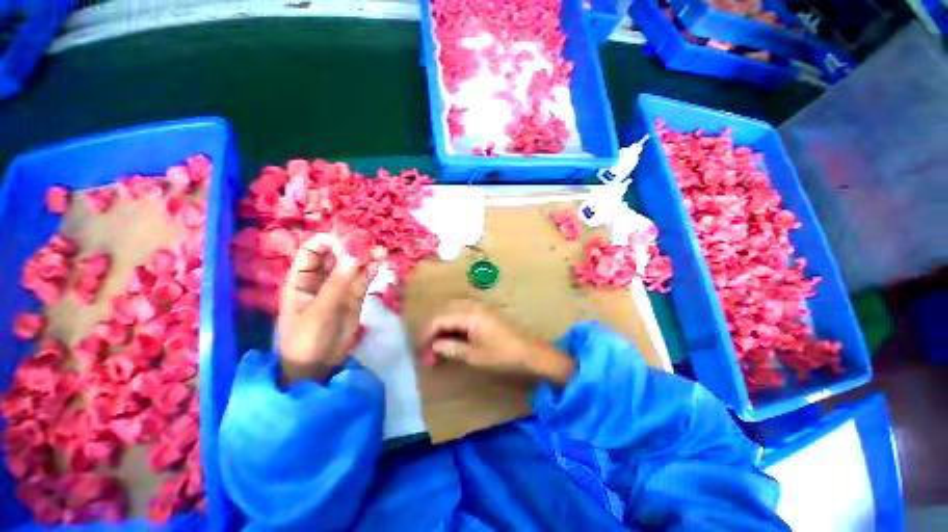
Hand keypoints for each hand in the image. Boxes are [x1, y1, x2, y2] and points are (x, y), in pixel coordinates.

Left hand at [277, 234, 379, 384]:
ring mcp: (339, 289)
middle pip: (335, 256)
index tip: (346, 238)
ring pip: (352, 267)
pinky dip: (372, 271)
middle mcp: (321, 280)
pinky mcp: (354, 298)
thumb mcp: (318, 312)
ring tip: (380, 250)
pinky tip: (380, 262)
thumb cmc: (306, 340)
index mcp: (301, 280)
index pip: (311, 251)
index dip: (327, 241)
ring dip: (365, 258)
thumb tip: (354, 257)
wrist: (317, 368)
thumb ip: (337, 285)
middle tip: (368, 241)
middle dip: (350, 247)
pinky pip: (363, 280)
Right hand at [419, 300, 576, 385]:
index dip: (426, 335)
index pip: (438, 320)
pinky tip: (452, 338)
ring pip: (452, 312)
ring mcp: (479, 307)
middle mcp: (471, 306)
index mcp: (468, 314)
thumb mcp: (474, 356)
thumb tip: (434, 346)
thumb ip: (451, 348)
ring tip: (438, 345)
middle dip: (432, 330)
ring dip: (442, 327)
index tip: (421, 352)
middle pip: (443, 312)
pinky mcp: (484, 312)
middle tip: (428, 350)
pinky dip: (452, 325)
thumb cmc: (502, 355)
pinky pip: (461, 314)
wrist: (529, 351)